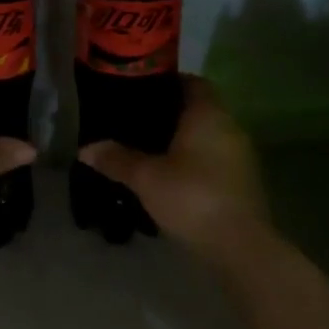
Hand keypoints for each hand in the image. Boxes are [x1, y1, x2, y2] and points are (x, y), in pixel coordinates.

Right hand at [78, 76, 266, 256]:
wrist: (240, 246)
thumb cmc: (192, 196)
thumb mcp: (145, 177)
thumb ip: (116, 159)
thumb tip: (85, 149)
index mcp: (208, 114)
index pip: (192, 82)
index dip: (168, 82)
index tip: (142, 92)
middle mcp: (229, 127)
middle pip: (199, 109)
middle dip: (170, 115)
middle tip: (136, 123)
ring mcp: (240, 156)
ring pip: (207, 137)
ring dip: (183, 141)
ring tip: (148, 151)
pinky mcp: (243, 183)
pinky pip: (214, 160)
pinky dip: (194, 162)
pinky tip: (170, 178)